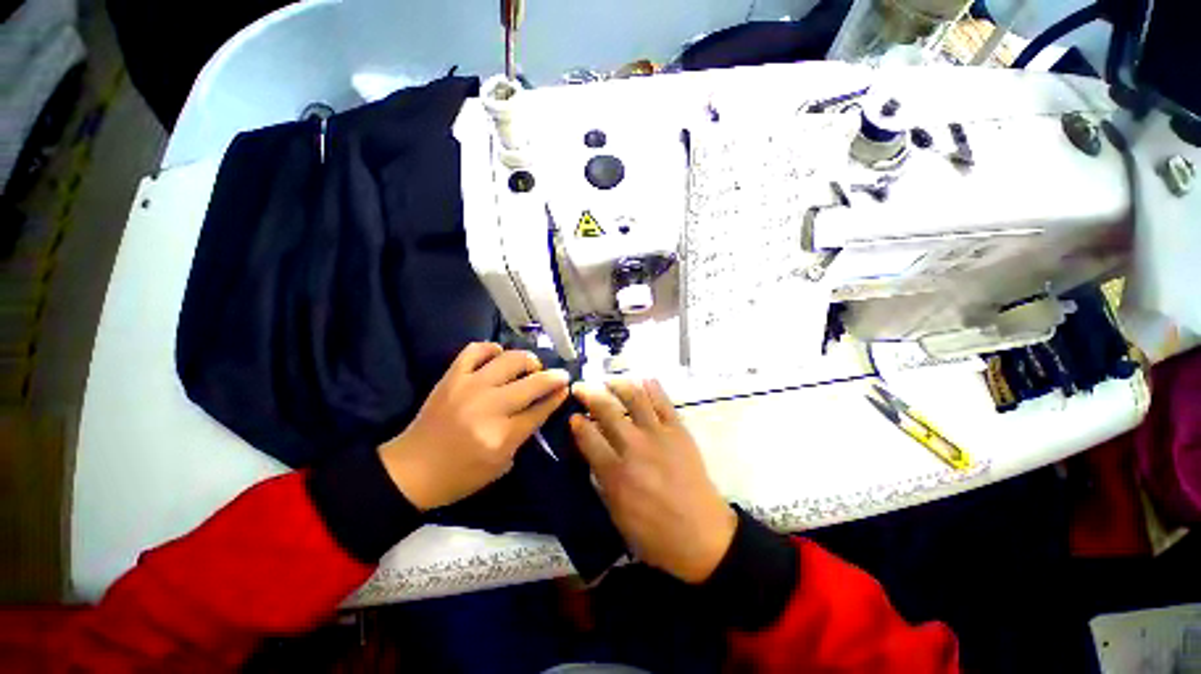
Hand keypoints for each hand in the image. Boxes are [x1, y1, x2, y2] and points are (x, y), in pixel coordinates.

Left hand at [378, 343, 569, 510]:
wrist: (411, 470)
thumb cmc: (460, 475)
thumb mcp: (501, 464)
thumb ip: (524, 434)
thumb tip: (544, 405)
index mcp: (501, 436)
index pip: (540, 409)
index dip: (557, 396)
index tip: (566, 388)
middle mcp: (489, 407)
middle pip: (532, 383)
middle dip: (554, 377)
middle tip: (559, 375)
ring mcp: (469, 387)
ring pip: (510, 360)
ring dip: (528, 360)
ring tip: (531, 366)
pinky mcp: (452, 377)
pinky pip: (475, 350)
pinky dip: (491, 348)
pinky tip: (498, 355)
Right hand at [570, 379, 736, 583]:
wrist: (703, 535)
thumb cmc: (656, 534)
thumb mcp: (617, 516)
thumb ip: (602, 481)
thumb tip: (593, 454)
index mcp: (616, 473)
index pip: (588, 437)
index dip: (577, 423)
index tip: (573, 416)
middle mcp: (634, 447)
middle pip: (607, 410)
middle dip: (589, 394)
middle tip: (580, 388)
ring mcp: (658, 435)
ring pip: (634, 398)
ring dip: (618, 384)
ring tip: (608, 380)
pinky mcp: (679, 430)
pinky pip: (663, 402)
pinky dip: (652, 387)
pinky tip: (642, 379)